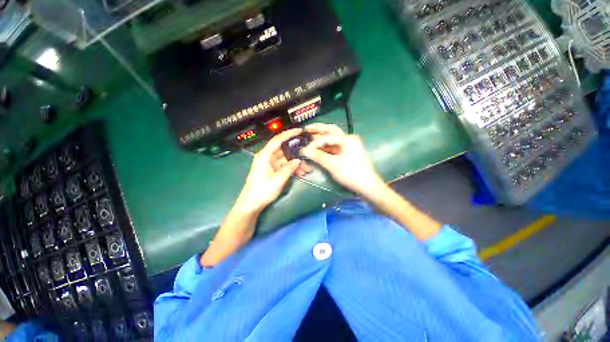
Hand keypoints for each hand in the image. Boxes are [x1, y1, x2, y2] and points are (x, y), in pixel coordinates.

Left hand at [235, 128, 304, 213]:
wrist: (252, 204)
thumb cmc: (262, 190)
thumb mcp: (278, 179)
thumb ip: (289, 168)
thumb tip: (298, 160)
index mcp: (265, 155)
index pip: (277, 140)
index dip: (289, 134)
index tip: (300, 131)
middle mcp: (267, 157)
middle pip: (284, 150)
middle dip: (296, 154)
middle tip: (308, 154)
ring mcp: (270, 164)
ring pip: (286, 159)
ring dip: (296, 164)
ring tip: (306, 170)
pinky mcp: (272, 171)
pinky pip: (284, 166)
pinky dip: (292, 169)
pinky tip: (300, 173)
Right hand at [301, 123, 384, 196]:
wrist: (367, 185)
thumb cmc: (351, 173)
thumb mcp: (333, 165)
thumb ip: (318, 156)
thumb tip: (304, 151)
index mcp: (347, 139)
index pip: (327, 137)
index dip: (314, 143)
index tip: (305, 149)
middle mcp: (348, 139)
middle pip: (331, 131)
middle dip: (318, 129)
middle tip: (306, 129)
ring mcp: (348, 146)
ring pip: (332, 139)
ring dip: (322, 138)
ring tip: (310, 137)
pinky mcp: (347, 153)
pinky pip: (334, 147)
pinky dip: (326, 147)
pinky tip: (318, 148)